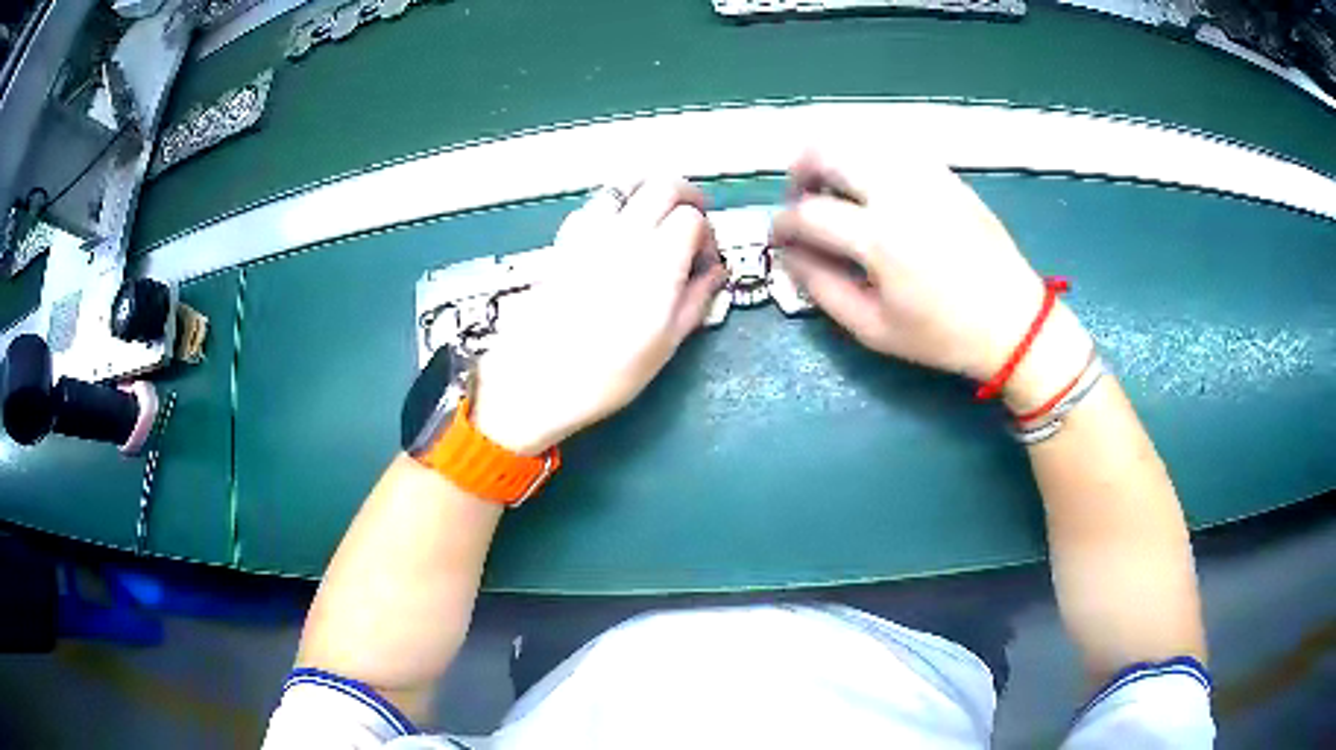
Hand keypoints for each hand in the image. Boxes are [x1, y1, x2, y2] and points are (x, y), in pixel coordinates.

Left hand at [471, 178, 726, 453]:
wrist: (537, 380)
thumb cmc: (606, 373)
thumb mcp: (666, 343)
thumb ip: (696, 299)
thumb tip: (714, 275)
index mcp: (656, 260)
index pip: (692, 217)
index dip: (707, 233)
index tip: (706, 258)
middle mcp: (624, 235)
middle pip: (663, 186)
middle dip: (686, 196)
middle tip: (694, 219)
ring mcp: (589, 234)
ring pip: (626, 186)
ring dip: (649, 193)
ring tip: (657, 217)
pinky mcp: (564, 242)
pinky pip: (594, 205)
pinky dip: (615, 206)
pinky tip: (617, 233)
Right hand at [771, 146, 1091, 411]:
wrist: (1014, 322)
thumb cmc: (942, 335)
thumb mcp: (874, 329)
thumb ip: (822, 288)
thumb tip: (789, 256)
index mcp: (880, 239)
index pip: (809, 213)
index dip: (783, 224)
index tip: (778, 237)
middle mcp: (899, 194)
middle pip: (828, 152)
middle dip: (800, 171)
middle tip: (799, 198)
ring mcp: (926, 177)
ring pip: (861, 141)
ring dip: (834, 158)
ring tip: (832, 187)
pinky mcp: (946, 175)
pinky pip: (894, 148)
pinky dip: (869, 157)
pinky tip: (871, 184)